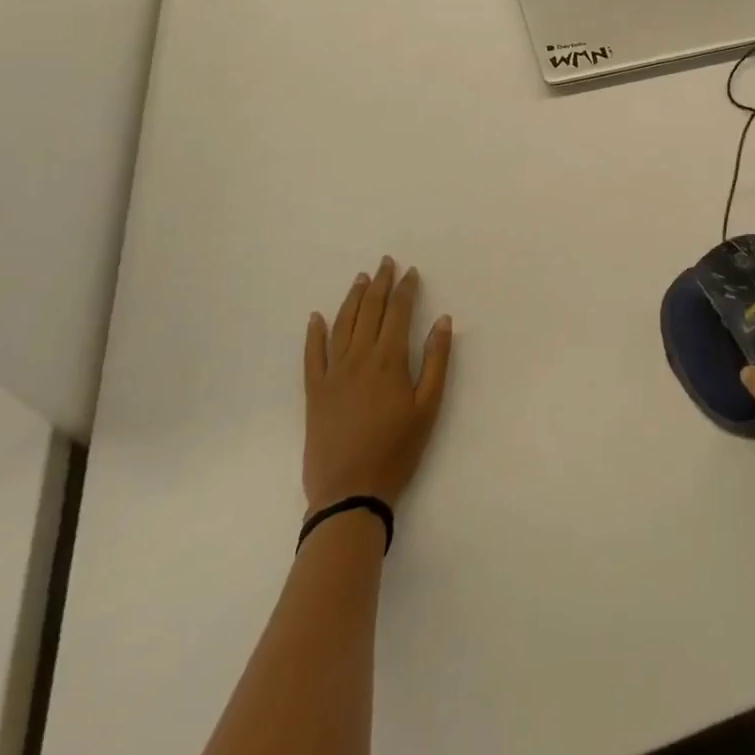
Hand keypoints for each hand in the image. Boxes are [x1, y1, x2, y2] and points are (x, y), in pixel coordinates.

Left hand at [303, 256, 452, 511]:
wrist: (350, 492)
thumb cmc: (397, 450)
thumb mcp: (428, 407)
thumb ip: (436, 360)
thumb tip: (443, 319)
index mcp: (389, 360)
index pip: (398, 312)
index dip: (405, 289)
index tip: (410, 272)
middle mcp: (359, 358)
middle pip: (369, 311)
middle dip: (379, 284)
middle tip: (385, 262)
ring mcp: (333, 374)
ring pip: (342, 325)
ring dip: (352, 299)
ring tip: (360, 279)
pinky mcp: (314, 393)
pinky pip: (312, 355)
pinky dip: (314, 334)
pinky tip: (316, 317)